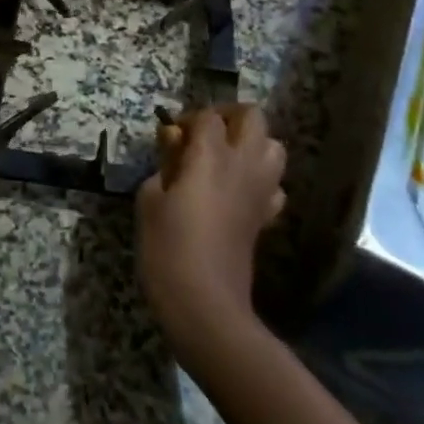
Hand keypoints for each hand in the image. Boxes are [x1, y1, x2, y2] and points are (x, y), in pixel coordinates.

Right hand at [137, 104, 285, 361]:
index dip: (188, 119)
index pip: (208, 116)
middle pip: (253, 117)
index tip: (170, 139)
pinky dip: (260, 180)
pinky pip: (274, 185)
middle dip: (229, 117)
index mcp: (212, 156)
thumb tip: (174, 145)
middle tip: (203, 136)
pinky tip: (236, 193)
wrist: (206, 306)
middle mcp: (243, 165)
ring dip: (251, 145)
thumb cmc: (168, 248)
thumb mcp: (150, 200)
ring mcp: (260, 192)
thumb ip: (164, 164)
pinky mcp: (265, 218)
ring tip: (222, 160)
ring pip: (273, 147)